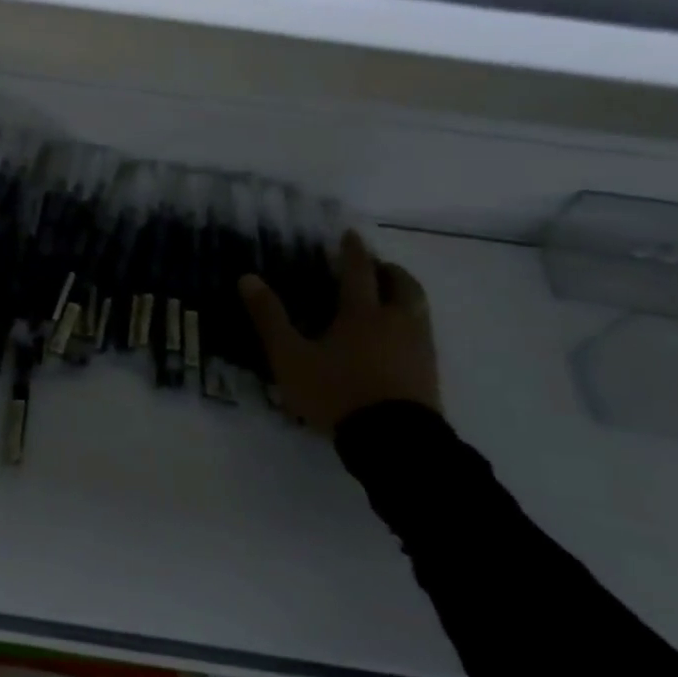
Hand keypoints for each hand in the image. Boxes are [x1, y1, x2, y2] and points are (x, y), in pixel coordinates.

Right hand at [239, 231, 440, 435]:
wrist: (394, 442)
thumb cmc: (337, 393)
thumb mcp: (290, 357)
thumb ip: (270, 317)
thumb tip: (248, 278)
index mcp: (361, 313)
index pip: (358, 271)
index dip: (353, 251)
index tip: (351, 235)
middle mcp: (395, 322)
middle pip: (402, 285)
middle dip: (389, 270)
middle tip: (376, 267)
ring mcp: (418, 347)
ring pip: (418, 308)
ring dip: (404, 294)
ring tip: (388, 298)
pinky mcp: (429, 372)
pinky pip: (423, 333)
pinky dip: (410, 322)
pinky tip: (396, 338)